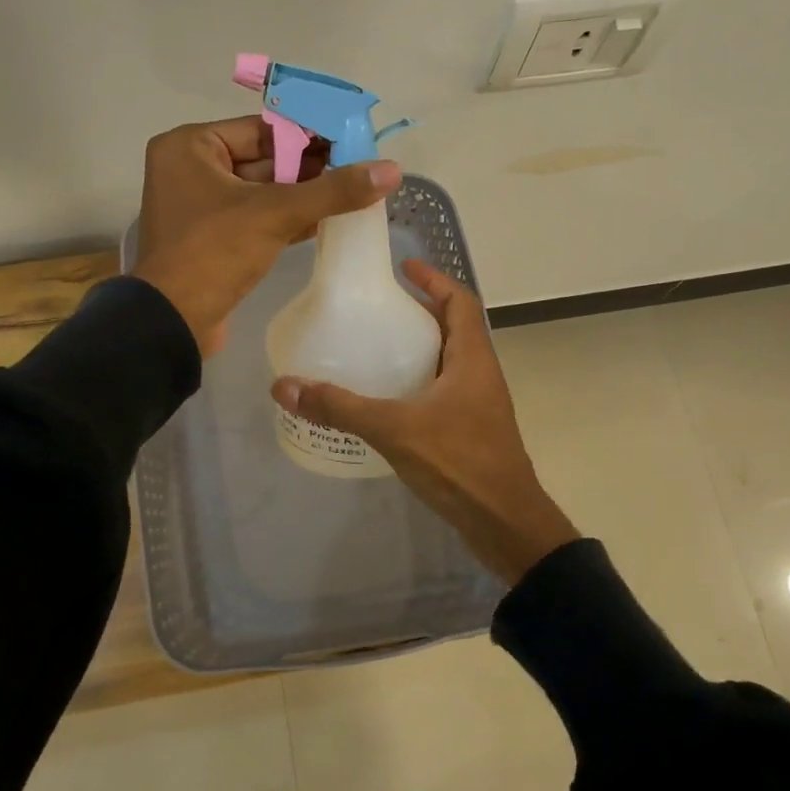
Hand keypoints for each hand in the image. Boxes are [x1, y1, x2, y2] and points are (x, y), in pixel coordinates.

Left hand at [132, 116, 400, 356]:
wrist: (171, 323)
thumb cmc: (214, 253)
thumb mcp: (276, 214)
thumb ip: (333, 190)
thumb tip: (392, 169)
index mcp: (190, 146)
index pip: (261, 129)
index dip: (309, 134)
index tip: (353, 140)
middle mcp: (190, 168)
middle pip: (263, 158)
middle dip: (310, 166)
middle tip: (359, 168)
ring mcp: (200, 206)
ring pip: (262, 191)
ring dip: (303, 194)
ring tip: (353, 192)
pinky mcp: (212, 238)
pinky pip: (256, 217)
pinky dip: (287, 218)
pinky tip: (327, 220)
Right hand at [270, 260, 577, 583]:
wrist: (505, 524)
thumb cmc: (459, 464)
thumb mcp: (395, 429)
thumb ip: (340, 407)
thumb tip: (284, 386)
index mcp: (472, 359)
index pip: (460, 302)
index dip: (435, 279)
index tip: (403, 267)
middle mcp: (480, 374)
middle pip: (453, 328)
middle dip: (420, 312)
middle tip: (378, 309)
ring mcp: (479, 405)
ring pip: (449, 361)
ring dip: (419, 348)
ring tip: (377, 348)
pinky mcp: (471, 431)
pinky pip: (444, 391)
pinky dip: (418, 382)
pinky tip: (388, 400)